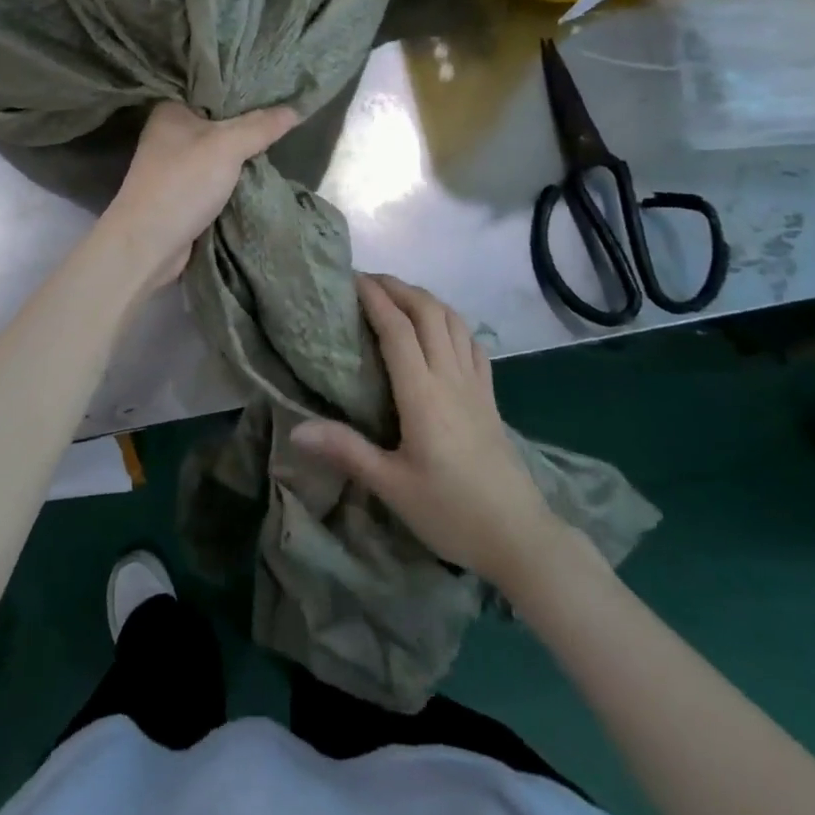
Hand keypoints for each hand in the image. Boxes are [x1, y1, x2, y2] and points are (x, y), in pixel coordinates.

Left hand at [99, 102, 298, 290]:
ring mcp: (175, 165)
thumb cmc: (182, 183)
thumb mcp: (227, 146)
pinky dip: (235, 177)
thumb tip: (296, 108)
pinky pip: (217, 177)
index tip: (281, 87)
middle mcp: (170, 133)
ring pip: (220, 152)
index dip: (246, 89)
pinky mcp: (183, 192)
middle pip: (219, 121)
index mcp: (171, 110)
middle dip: (250, 123)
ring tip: (283, 139)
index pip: (214, 90)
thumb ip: (261, 126)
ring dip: (244, 154)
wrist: (148, 244)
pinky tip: (261, 171)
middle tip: (288, 114)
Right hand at [292, 274, 557, 584]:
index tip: (350, 278)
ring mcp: (475, 384)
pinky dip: (451, 321)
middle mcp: (451, 377)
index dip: (374, 298)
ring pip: (453, 321)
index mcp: (423, 394)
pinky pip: (471, 342)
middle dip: (398, 287)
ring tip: (398, 296)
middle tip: (367, 280)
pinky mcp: (490, 396)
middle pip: (428, 312)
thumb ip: (346, 450)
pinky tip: (440, 328)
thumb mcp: (391, 486)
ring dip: (425, 298)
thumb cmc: (451, 512)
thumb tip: (295, 429)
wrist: (519, 537)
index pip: (397, 329)